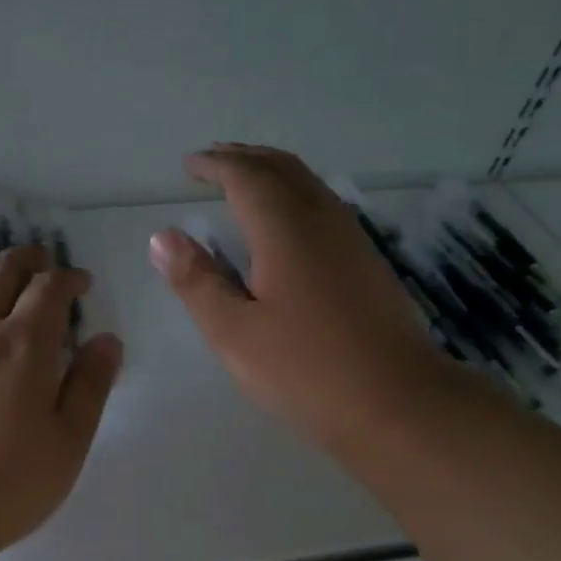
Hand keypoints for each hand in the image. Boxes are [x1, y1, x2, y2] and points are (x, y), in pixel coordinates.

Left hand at [0, 244, 124, 558]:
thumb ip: (91, 386)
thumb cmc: (5, 484)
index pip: (49, 289)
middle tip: (43, 261)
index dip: (69, 279)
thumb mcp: (68, 442)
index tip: (81, 283)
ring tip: (6, 286)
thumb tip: (107, 340)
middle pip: (1, 272)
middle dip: (27, 260)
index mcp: (24, 345)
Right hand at [149, 144, 451, 460]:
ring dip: (271, 172)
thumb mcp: (234, 332)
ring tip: (242, 181)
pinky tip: (283, 221)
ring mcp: (350, 238)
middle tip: (212, 161)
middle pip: (282, 168)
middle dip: (244, 158)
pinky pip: (323, 203)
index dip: (215, 164)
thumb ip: (196, 281)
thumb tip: (163, 237)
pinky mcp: (366, 260)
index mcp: (285, 230)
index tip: (189, 165)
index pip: (246, 176)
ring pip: (307, 183)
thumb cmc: (306, 369)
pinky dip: (293, 193)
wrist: (398, 402)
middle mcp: (321, 220)